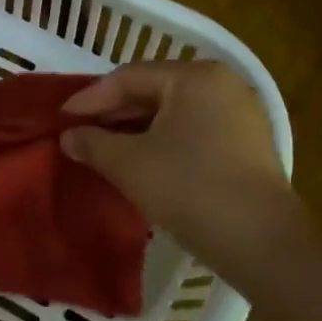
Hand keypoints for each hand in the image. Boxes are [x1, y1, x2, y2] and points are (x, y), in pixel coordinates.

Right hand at [60, 61, 294, 261]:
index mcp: (195, 77)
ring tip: (104, 149)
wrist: (261, 244)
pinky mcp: (247, 144)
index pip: (128, 77)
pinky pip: (192, 131)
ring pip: (173, 113)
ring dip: (135, 130)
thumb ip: (93, 143)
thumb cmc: (189, 189)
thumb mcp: (129, 163)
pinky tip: (140, 162)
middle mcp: (222, 84)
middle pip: (153, 91)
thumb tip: (69, 137)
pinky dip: (162, 142)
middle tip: (80, 133)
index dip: (90, 98)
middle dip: (113, 114)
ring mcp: (240, 114)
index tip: (61, 118)